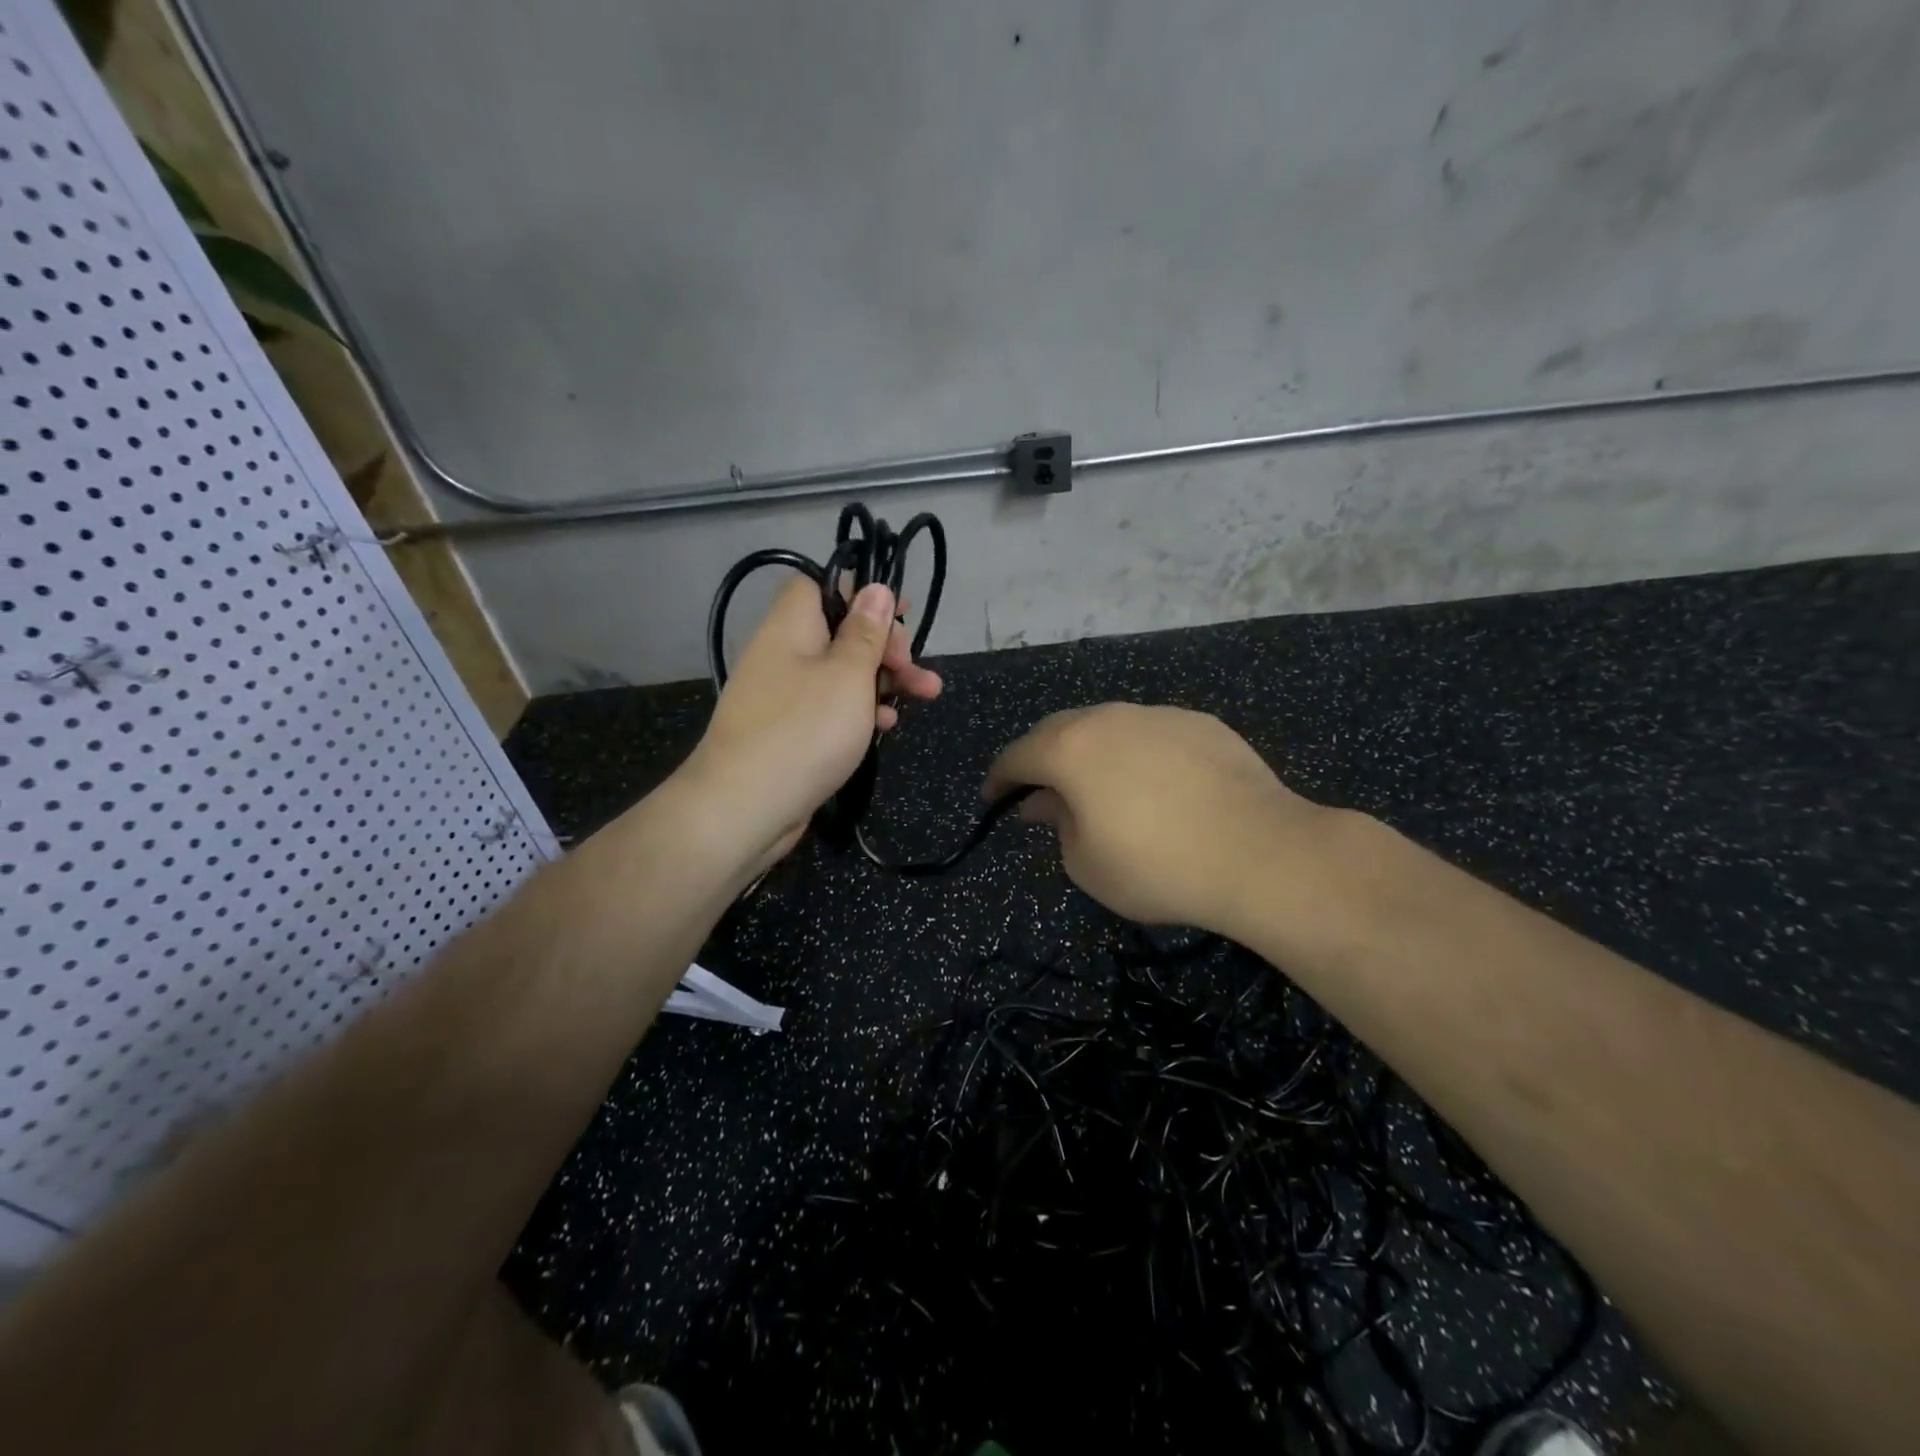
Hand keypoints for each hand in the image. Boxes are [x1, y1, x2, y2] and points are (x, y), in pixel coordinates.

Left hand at [680, 575, 941, 875]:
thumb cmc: (805, 730)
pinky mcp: (790, 730)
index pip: (822, 584)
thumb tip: (875, 588)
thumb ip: (866, 631)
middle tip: (915, 667)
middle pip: (841, 631)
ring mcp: (785, 694)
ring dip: (884, 681)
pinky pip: (830, 707)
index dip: (862, 593)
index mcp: (792, 625)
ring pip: (842, 673)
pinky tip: (887, 727)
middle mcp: (784, 653)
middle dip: (886, 646)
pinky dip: (860, 712)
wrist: (744, 807)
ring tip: (927, 694)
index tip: (898, 613)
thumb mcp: (848, 675)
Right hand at [984, 704, 1335, 932]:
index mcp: (1071, 748)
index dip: (999, 780)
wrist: (1260, 853)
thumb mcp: (1086, 863)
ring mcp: (1158, 715)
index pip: (1017, 756)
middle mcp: (1109, 717)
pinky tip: (1156, 786)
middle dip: (1042, 759)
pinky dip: (1137, 754)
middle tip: (1041, 792)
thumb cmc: (1158, 866)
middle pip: (1059, 731)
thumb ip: (1056, 824)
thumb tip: (1044, 801)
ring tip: (1100, 788)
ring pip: (1108, 727)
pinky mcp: (1200, 723)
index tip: (994, 801)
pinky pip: (1151, 734)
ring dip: (1091, 753)